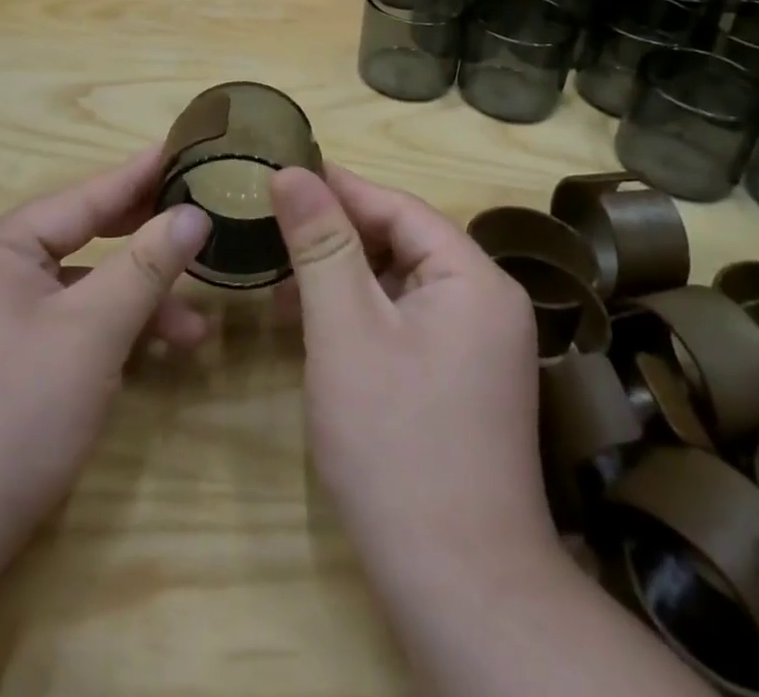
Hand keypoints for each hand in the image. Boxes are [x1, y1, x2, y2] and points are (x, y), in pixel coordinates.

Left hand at [0, 147, 210, 578]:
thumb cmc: (14, 411)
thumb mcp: (92, 330)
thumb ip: (146, 266)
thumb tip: (194, 213)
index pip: (84, 197)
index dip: (140, 176)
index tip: (185, 149)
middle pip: (81, 239)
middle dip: (143, 244)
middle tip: (199, 223)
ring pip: (77, 290)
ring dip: (133, 304)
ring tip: (194, 329)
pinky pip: (62, 324)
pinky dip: (105, 334)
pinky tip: (148, 355)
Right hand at [270, 166, 558, 587]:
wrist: (459, 587)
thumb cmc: (395, 442)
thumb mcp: (344, 329)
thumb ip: (320, 243)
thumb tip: (292, 171)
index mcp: (474, 278)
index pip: (398, 206)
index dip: (338, 187)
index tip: (280, 170)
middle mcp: (487, 302)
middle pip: (402, 242)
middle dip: (335, 233)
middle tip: (271, 223)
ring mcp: (478, 346)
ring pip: (399, 283)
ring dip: (342, 274)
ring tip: (280, 272)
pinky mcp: (461, 381)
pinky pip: (405, 321)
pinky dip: (359, 313)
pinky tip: (314, 322)